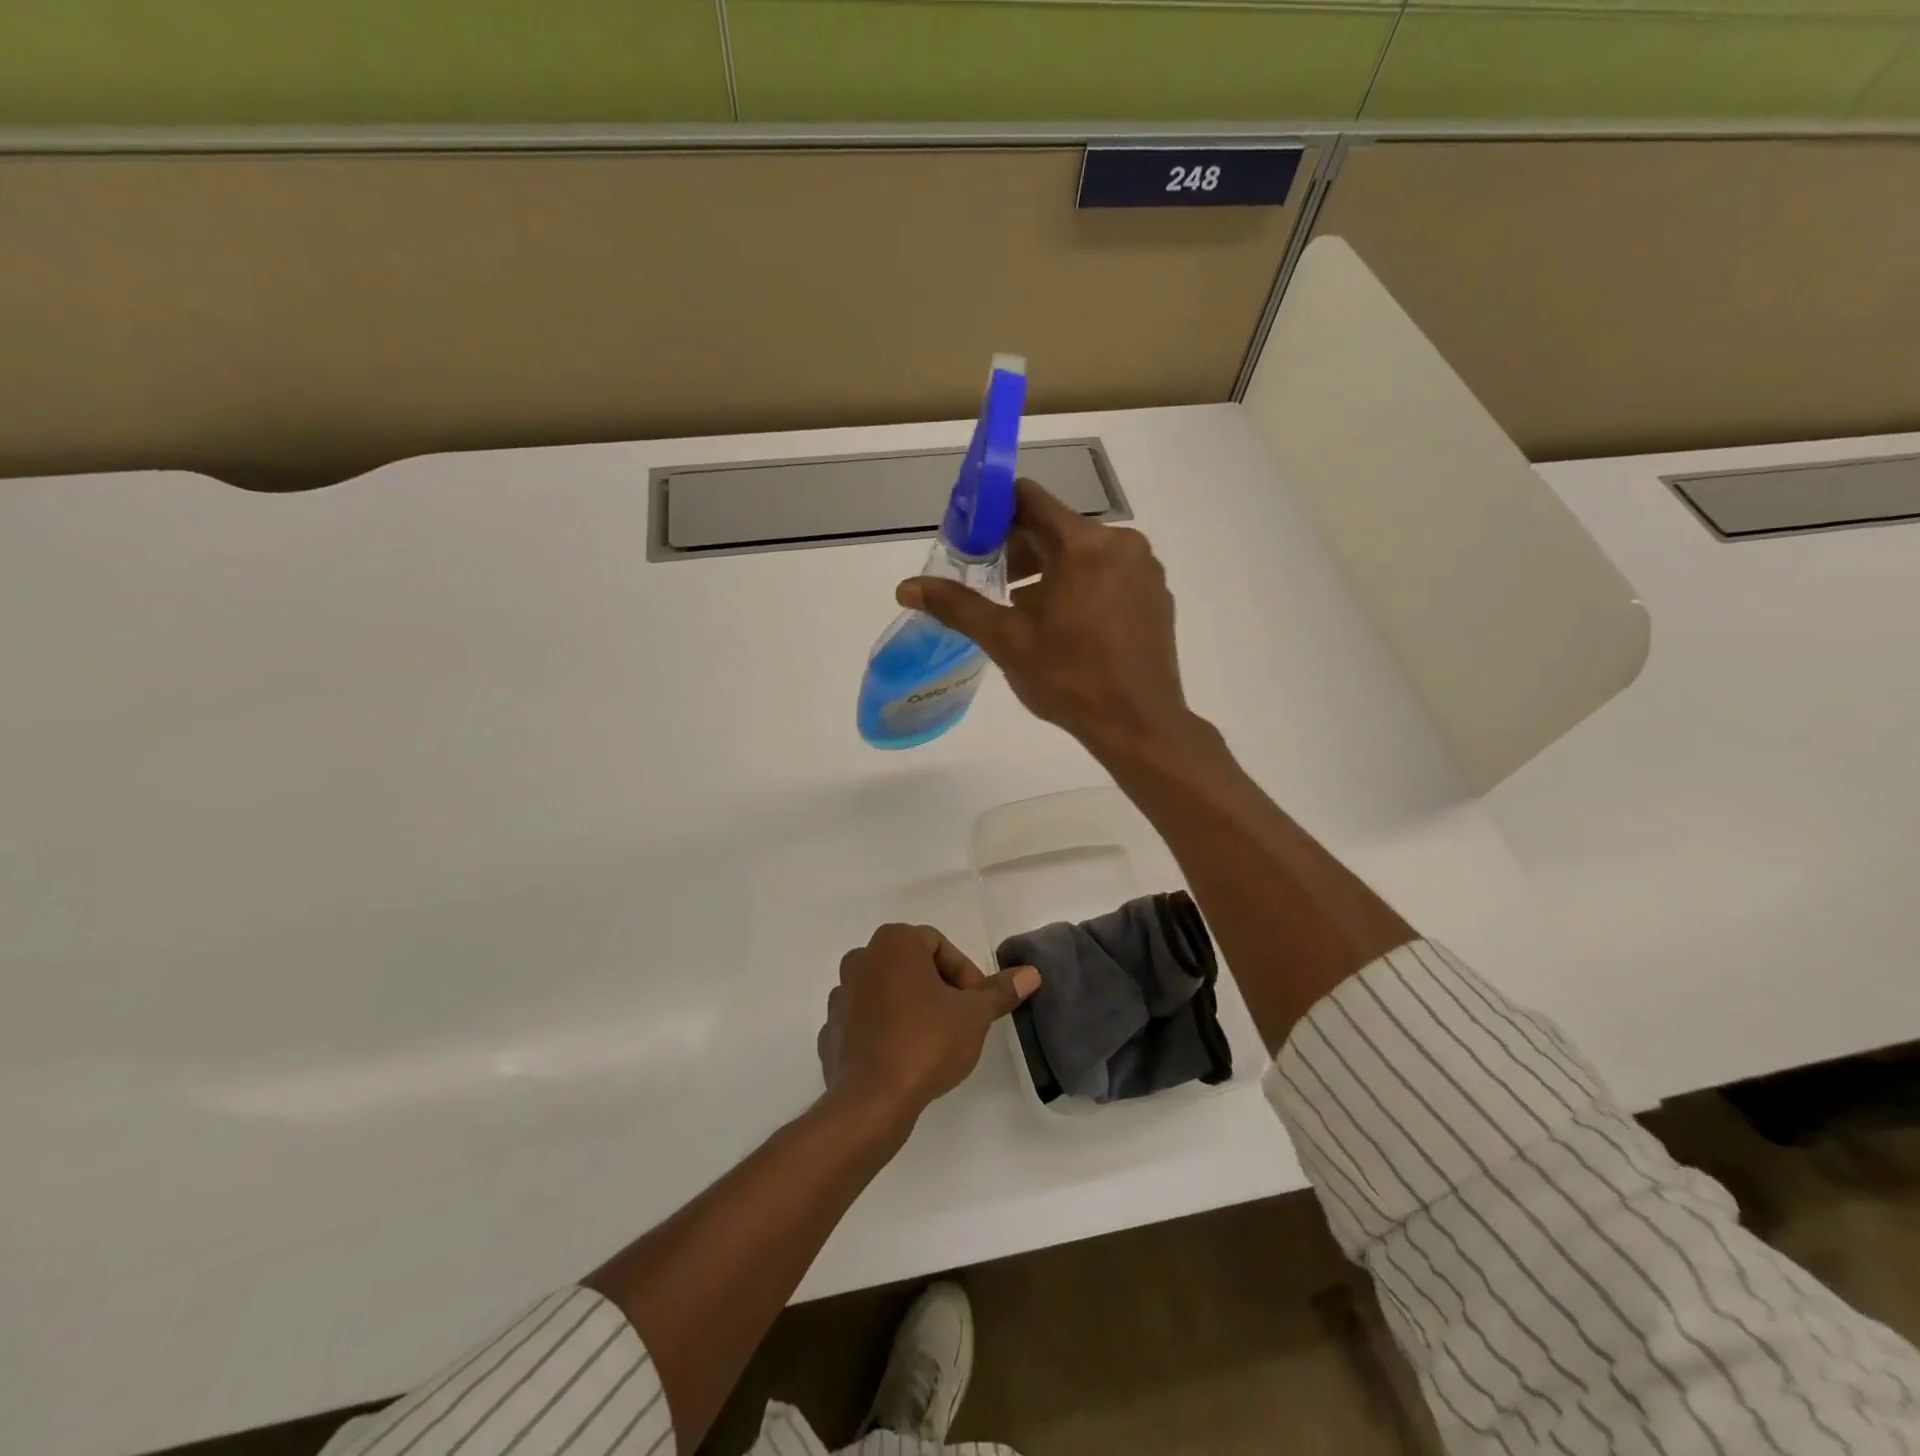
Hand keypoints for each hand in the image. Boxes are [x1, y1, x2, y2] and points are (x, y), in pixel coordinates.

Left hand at [817, 923, 1039, 1117]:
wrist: (871, 1101)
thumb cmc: (926, 1042)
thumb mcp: (974, 1016)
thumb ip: (999, 991)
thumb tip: (1030, 973)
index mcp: (894, 943)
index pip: (938, 944)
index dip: (964, 973)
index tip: (975, 1005)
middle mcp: (862, 958)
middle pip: (911, 964)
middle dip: (938, 987)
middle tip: (959, 1020)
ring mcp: (840, 994)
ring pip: (886, 990)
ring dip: (910, 1006)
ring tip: (931, 1040)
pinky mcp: (830, 1029)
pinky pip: (864, 1020)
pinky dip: (883, 1029)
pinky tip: (901, 1056)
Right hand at [896, 479, 1193, 759]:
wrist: (1139, 724)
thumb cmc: (1070, 680)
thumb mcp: (1007, 641)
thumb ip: (958, 606)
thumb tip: (906, 588)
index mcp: (1082, 545)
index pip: (1029, 499)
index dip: (994, 511)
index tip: (972, 537)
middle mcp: (1120, 542)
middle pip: (1057, 526)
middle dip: (1020, 549)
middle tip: (993, 582)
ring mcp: (1144, 568)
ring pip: (1084, 551)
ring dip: (1050, 569)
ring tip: (1026, 610)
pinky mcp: (1156, 593)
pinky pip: (1110, 572)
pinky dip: (1083, 584)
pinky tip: (1069, 624)